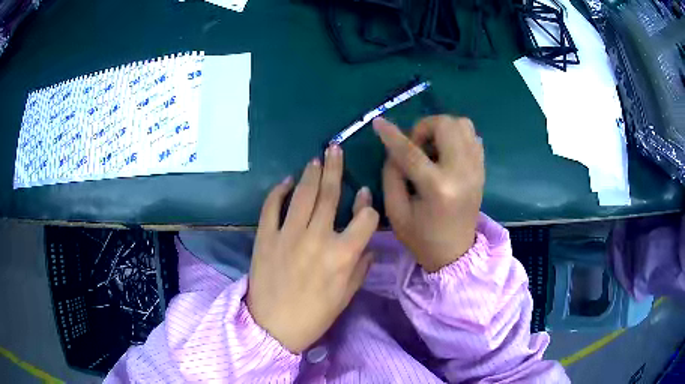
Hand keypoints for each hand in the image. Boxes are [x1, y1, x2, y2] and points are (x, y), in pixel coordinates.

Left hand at [247, 146, 378, 352]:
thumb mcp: (346, 297)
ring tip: (317, 158)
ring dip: (311, 173)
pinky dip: (279, 191)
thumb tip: (368, 245)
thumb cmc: (314, 316)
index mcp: (343, 255)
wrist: (272, 327)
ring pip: (303, 195)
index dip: (368, 205)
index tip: (365, 196)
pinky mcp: (266, 237)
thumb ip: (360, 268)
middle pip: (330, 195)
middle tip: (335, 149)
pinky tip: (287, 181)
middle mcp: (318, 238)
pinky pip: (272, 207)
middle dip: (335, 169)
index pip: (365, 218)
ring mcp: (288, 235)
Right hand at [374, 115, 483, 272]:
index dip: (391, 135)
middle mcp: (462, 172)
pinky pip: (472, 137)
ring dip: (442, 129)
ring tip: (431, 148)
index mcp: (438, 188)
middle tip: (415, 145)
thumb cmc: (422, 237)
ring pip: (463, 125)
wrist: (455, 253)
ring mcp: (476, 169)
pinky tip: (445, 153)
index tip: (378, 122)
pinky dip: (456, 136)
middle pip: (446, 125)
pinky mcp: (481, 170)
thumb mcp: (396, 212)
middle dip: (424, 127)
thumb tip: (394, 149)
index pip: (411, 151)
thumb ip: (391, 175)